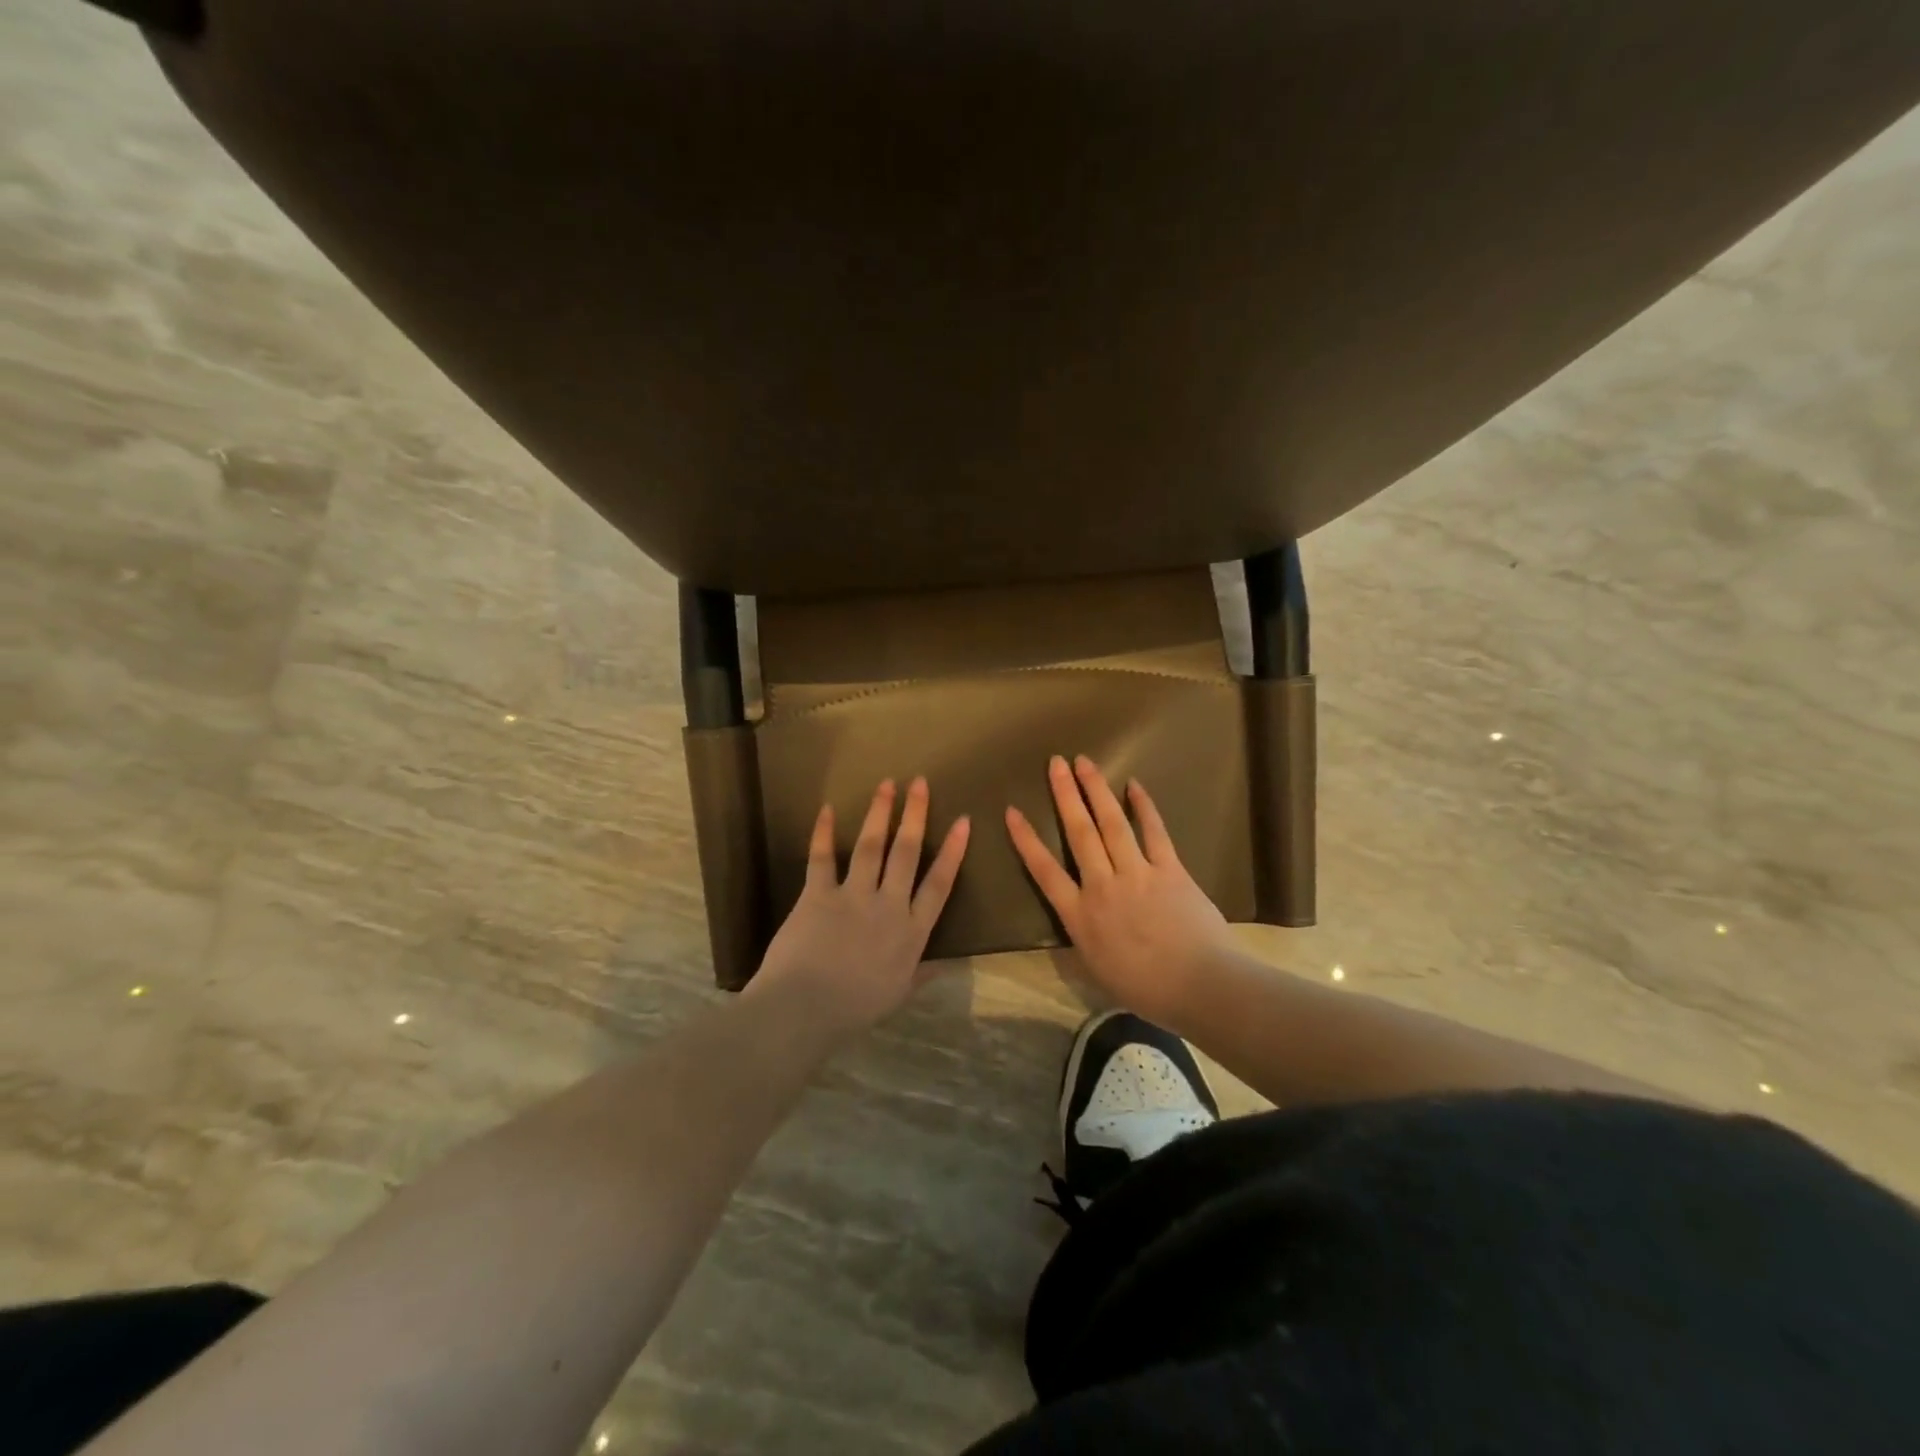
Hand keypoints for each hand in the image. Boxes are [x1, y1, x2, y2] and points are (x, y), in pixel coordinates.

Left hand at [748, 777, 970, 1037]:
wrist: (804, 1010)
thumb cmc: (855, 1008)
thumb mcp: (899, 994)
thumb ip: (922, 973)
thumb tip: (946, 962)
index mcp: (911, 932)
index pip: (939, 884)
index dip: (953, 851)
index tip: (963, 821)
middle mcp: (888, 906)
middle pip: (907, 853)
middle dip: (916, 815)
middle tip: (920, 783)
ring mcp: (853, 897)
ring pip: (871, 846)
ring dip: (880, 813)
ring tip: (887, 784)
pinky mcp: (818, 895)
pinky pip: (822, 858)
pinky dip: (824, 832)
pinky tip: (829, 809)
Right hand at [1006, 755, 1234, 1028]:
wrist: (1201, 986)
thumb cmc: (1146, 990)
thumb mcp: (1097, 973)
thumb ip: (1082, 943)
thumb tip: (1073, 927)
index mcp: (1080, 916)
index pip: (1044, 871)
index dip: (1025, 840)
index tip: (1011, 811)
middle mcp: (1102, 886)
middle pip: (1079, 833)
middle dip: (1065, 795)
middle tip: (1055, 762)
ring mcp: (1137, 874)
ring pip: (1111, 824)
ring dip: (1096, 790)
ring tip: (1084, 762)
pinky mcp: (1170, 870)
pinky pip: (1154, 832)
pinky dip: (1144, 807)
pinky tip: (1134, 785)